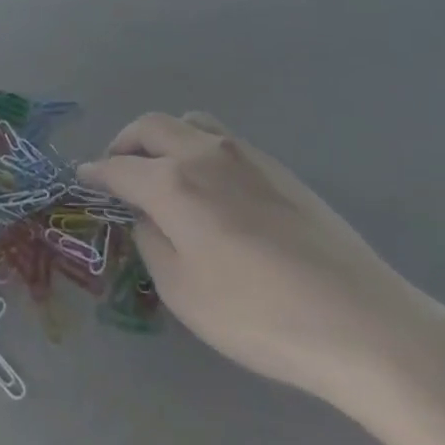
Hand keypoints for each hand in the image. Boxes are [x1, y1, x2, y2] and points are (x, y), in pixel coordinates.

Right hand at [80, 112, 444, 410]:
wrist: (362, 322)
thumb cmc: (259, 316)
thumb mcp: (183, 292)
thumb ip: (152, 242)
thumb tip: (144, 216)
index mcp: (173, 183)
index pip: (119, 168)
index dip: (96, 172)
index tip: (82, 177)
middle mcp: (203, 155)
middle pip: (151, 127)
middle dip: (125, 143)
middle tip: (117, 169)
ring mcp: (245, 156)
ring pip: (190, 123)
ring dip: (164, 138)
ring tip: (163, 169)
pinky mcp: (279, 168)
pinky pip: (222, 139)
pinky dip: (198, 147)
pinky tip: (210, 186)